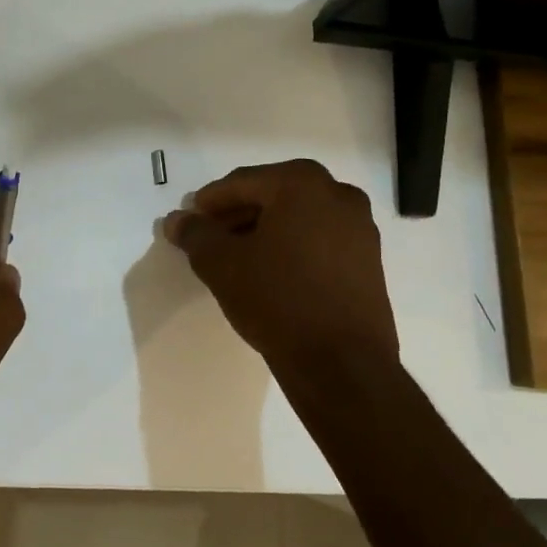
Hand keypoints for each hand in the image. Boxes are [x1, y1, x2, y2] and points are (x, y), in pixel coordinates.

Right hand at [163, 159, 400, 393]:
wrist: (342, 363)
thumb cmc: (277, 300)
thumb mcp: (221, 265)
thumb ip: (195, 234)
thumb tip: (177, 220)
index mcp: (302, 183)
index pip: (242, 182)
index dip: (209, 201)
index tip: (189, 219)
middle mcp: (338, 194)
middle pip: (272, 195)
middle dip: (237, 214)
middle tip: (208, 236)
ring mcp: (360, 227)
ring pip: (298, 217)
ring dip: (263, 229)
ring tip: (235, 256)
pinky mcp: (369, 259)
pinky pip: (319, 238)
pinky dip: (291, 245)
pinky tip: (269, 270)